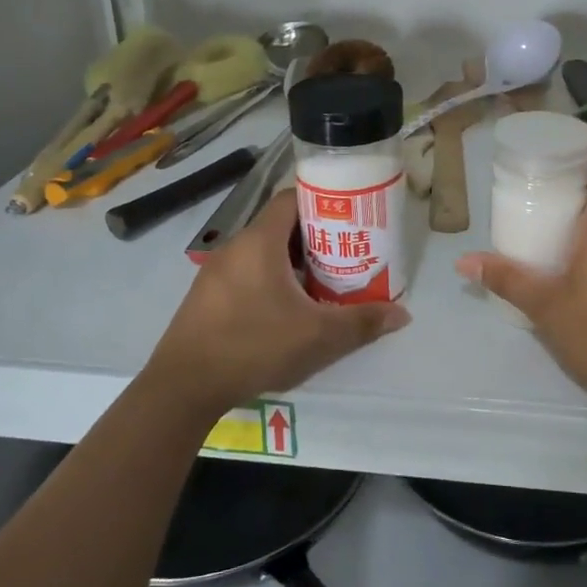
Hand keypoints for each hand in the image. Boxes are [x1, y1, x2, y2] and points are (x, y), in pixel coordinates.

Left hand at [145, 189, 409, 419]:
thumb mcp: (318, 337)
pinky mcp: (205, 296)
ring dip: (292, 261)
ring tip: (321, 283)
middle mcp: (235, 247)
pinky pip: (245, 273)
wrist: (183, 388)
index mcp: (260, 242)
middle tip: (345, 254)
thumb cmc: (254, 346)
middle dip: (314, 236)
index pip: (292, 198)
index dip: (323, 201)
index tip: (350, 216)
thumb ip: (362, 322)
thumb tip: (403, 315)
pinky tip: (285, 310)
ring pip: (262, 252)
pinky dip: (269, 280)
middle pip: (280, 226)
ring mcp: (215, 272)